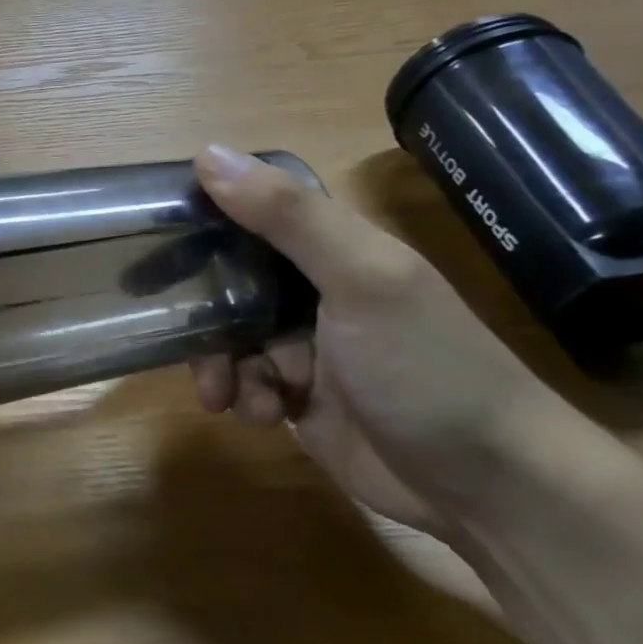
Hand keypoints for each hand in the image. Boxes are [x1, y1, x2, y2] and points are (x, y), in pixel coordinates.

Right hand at [187, 145, 570, 537]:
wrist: (492, 489)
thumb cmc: (426, 369)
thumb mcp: (362, 280)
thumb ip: (288, 216)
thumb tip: (207, 153)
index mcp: (334, 249)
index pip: (251, 213)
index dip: (202, 219)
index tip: (151, 237)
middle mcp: (316, 290)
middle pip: (229, 280)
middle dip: (201, 309)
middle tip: (173, 329)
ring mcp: (307, 346)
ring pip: (229, 336)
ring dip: (219, 363)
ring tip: (227, 393)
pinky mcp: (300, 397)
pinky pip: (245, 381)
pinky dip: (244, 396)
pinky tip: (264, 416)